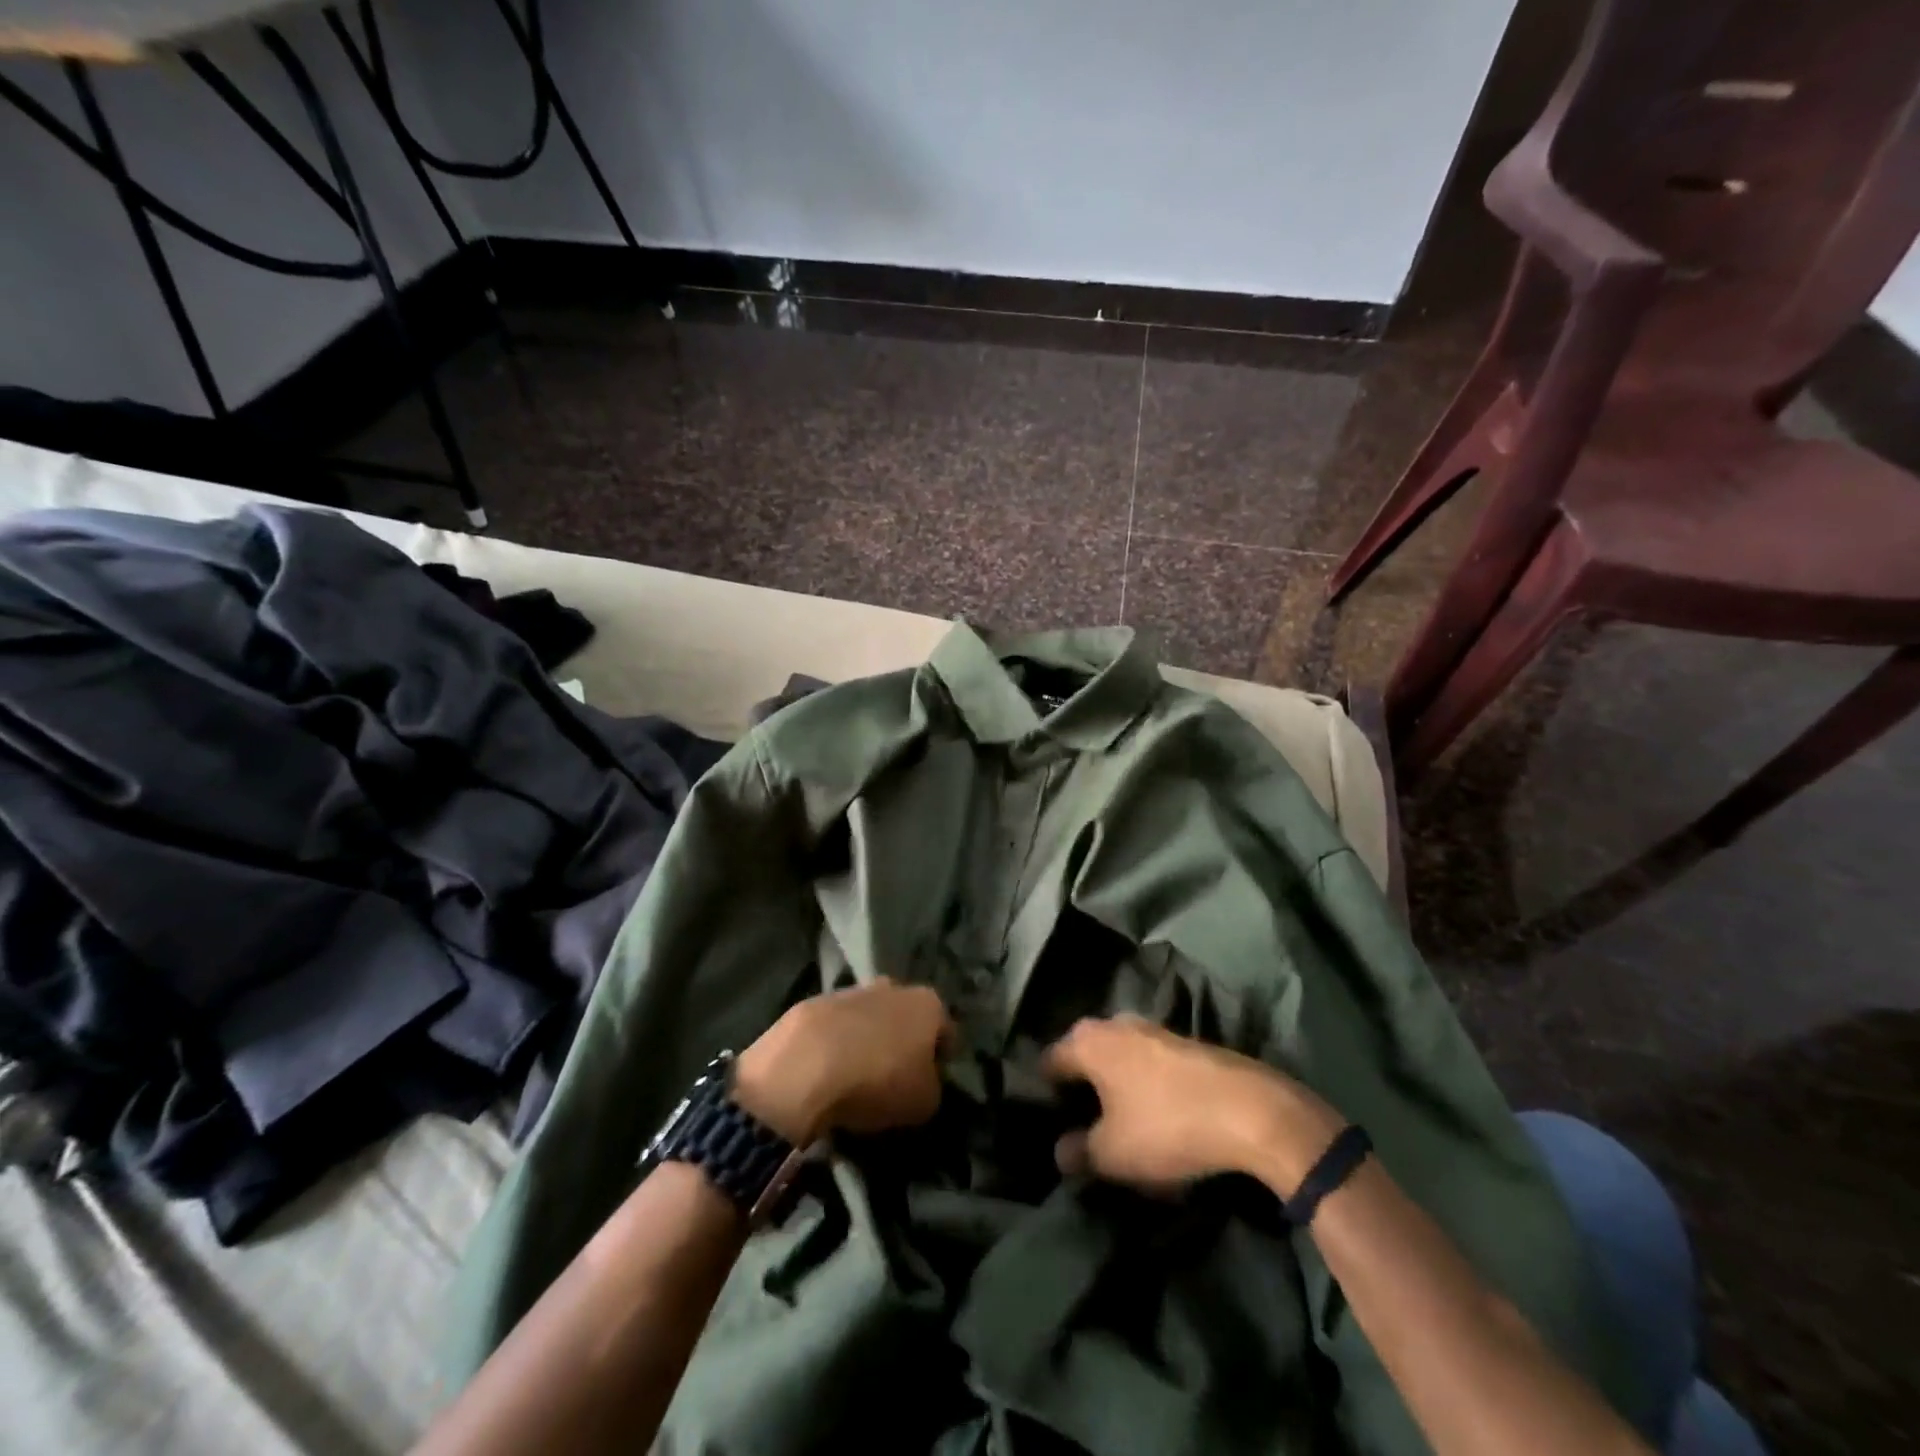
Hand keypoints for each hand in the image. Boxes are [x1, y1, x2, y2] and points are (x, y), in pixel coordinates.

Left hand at [734, 978, 953, 1144]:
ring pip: (868, 1017)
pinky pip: (834, 1027)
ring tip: (855, 1077)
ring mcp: (849, 991)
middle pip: (905, 1017)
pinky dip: (834, 1044)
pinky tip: (825, 1073)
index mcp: (927, 1004)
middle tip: (893, 1078)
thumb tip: (923, 1081)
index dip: (941, 1058)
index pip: (946, 1030)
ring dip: (866, 1040)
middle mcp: (892, 987)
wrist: (802, 1067)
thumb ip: (932, 1086)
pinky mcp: (813, 1003)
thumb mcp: (924, 1102)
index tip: (931, 1082)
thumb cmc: (877, 1082)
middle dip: (902, 1041)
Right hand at [1040, 1015, 1345, 1193]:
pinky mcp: (1185, 1044)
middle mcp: (1114, 1024)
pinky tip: (1155, 1119)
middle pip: (1084, 1058)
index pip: (1049, 1062)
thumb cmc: (1166, 1126)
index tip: (1049, 1126)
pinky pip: (1148, 1065)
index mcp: (1088, 1041)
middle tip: (1082, 1130)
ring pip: (1119, 1061)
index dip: (1044, 1095)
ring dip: (1115, 1089)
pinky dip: (1144, 1088)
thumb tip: (1062, 1150)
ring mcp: (1153, 1029)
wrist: (1251, 1111)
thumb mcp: (1113, 1154)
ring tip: (1119, 1129)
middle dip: (1081, 1091)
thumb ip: (1079, 1152)